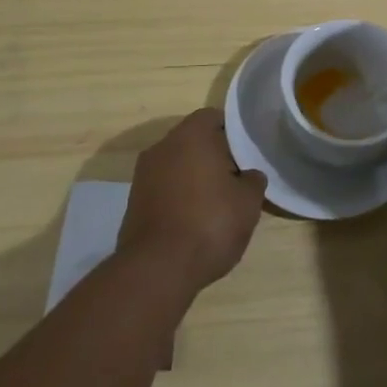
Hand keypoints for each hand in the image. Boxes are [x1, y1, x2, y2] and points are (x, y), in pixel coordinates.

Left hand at [117, 108, 265, 297]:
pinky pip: (163, 188)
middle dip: (213, 155)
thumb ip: (253, 180)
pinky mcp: (133, 201)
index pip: (213, 117)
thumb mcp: (248, 203)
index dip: (232, 132)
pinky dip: (178, 197)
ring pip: (176, 164)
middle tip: (235, 179)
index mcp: (191, 135)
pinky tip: (193, 220)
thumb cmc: (210, 223)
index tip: (246, 153)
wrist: (157, 269)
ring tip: (215, 203)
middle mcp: (163, 146)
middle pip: (193, 140)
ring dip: (194, 177)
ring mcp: (143, 174)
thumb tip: (249, 175)